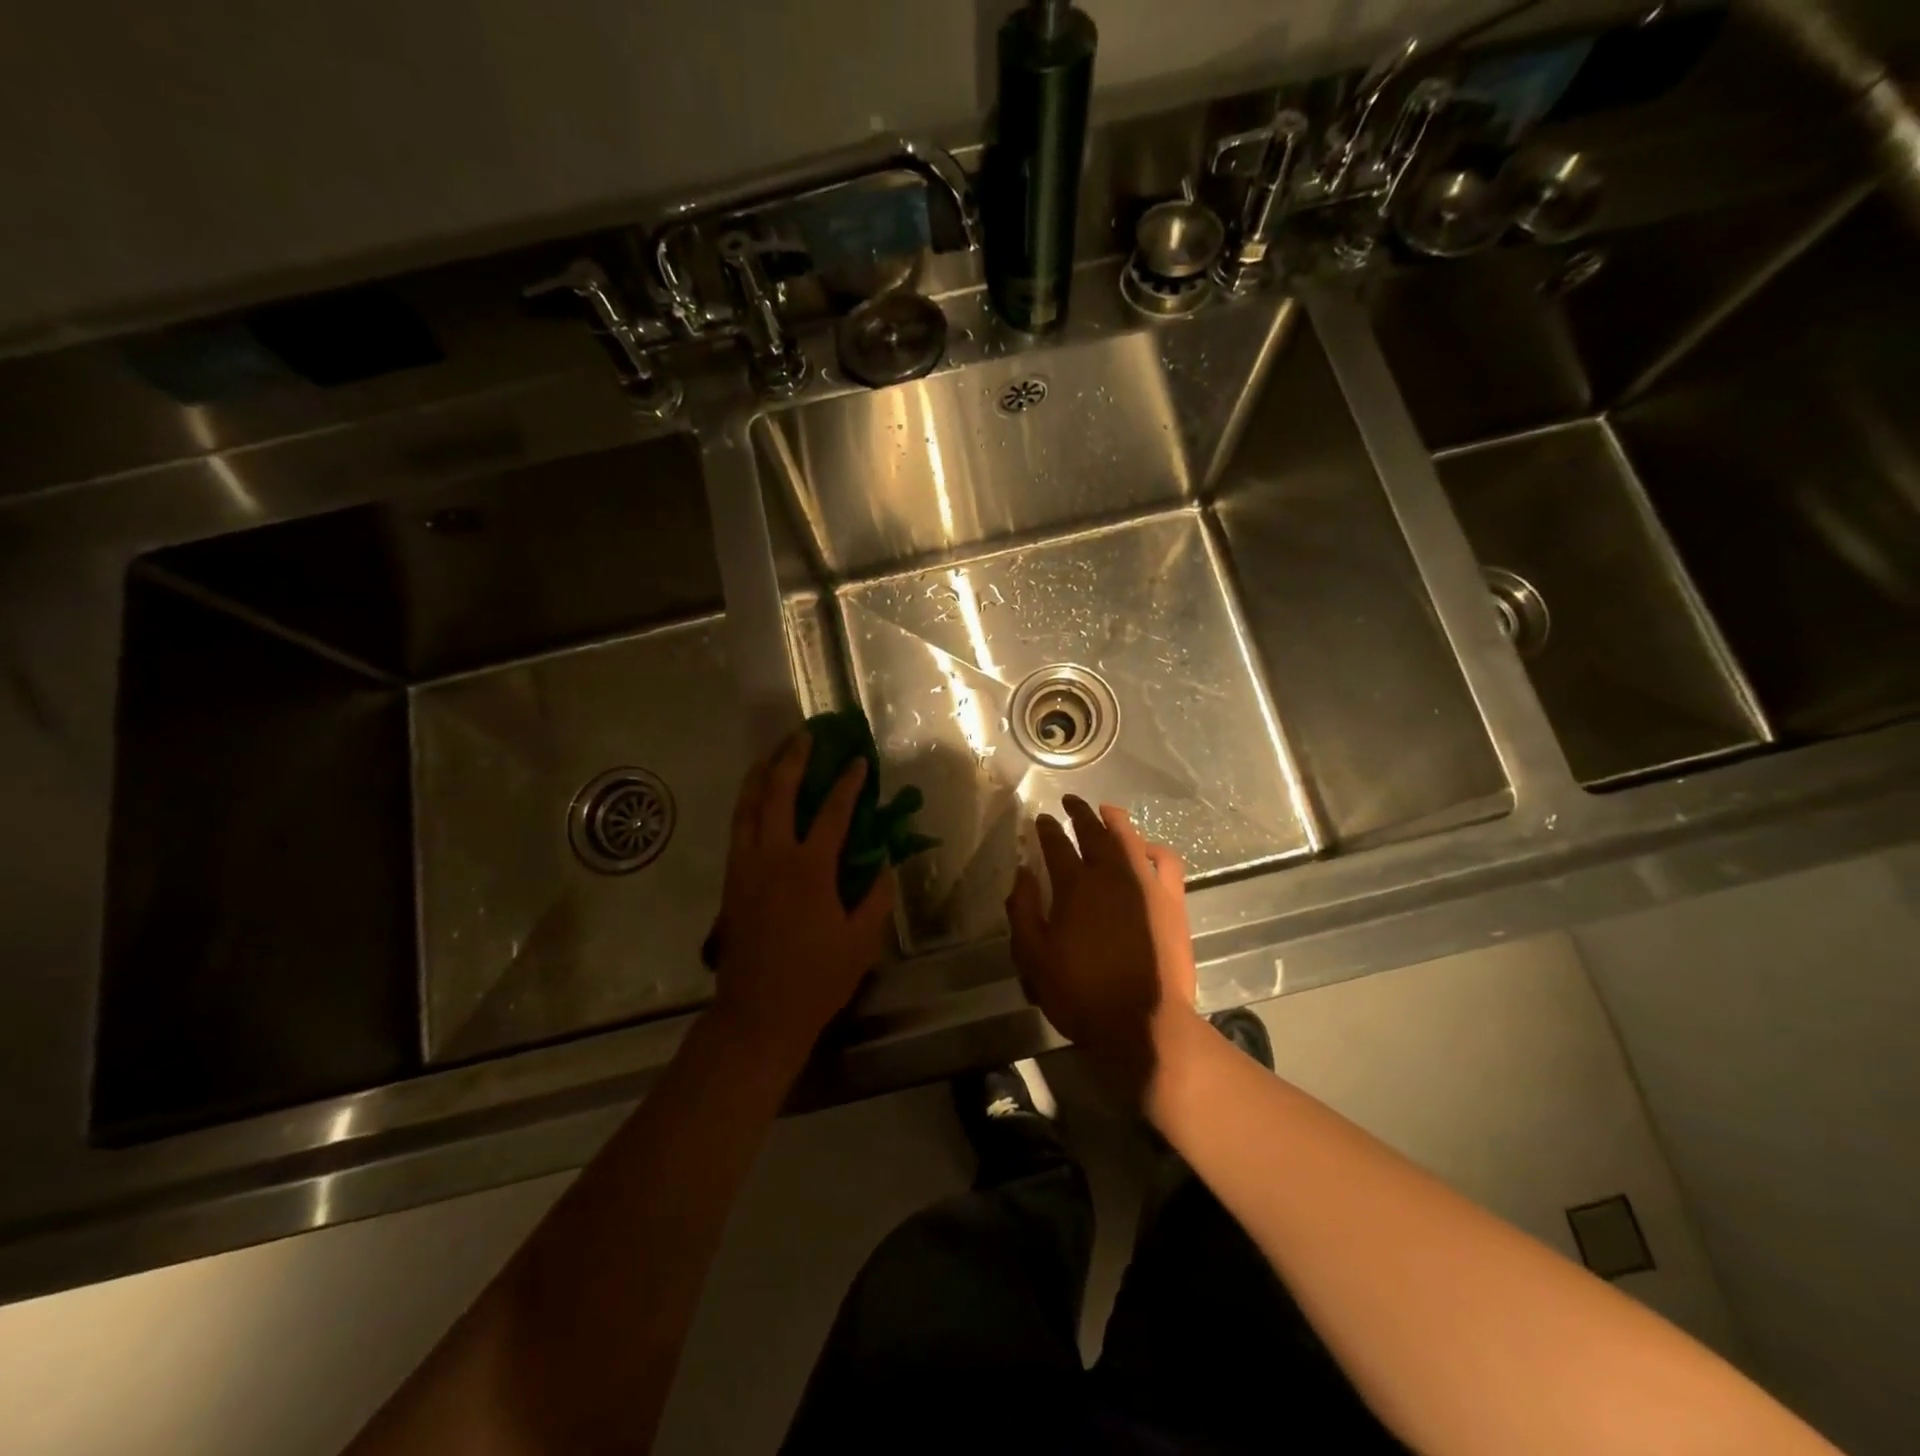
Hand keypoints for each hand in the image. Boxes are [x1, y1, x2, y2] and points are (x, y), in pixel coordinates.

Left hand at [708, 733, 895, 1065]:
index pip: (833, 812)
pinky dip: (746, 803)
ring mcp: (746, 866)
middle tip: (806, 736)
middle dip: (793, 760)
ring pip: (748, 806)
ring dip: (761, 774)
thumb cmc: (817, 979)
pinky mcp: (731, 880)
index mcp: (809, 869)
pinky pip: (737, 828)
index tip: (859, 762)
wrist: (758, 1013)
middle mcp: (773, 857)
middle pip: (779, 794)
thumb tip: (884, 863)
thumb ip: (876, 896)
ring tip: (773, 752)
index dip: (849, 784)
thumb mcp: (862, 940)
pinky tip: (755, 798)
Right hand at [1005, 796, 1199, 1096]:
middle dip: (1079, 813)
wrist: (1142, 1023)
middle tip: (1070, 802)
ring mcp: (1145, 884)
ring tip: (1107, 810)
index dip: (1046, 829)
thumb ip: (1023, 910)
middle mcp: (1109, 874)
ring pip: (1129, 838)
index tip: (1040, 819)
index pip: (1056, 844)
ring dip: (1115, 820)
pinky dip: (1154, 848)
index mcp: (1073, 886)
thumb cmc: (1080, 993)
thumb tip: (1023, 873)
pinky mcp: (1171, 900)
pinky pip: (1166, 861)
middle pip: (1093, 831)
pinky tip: (1147, 848)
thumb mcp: (1033, 958)